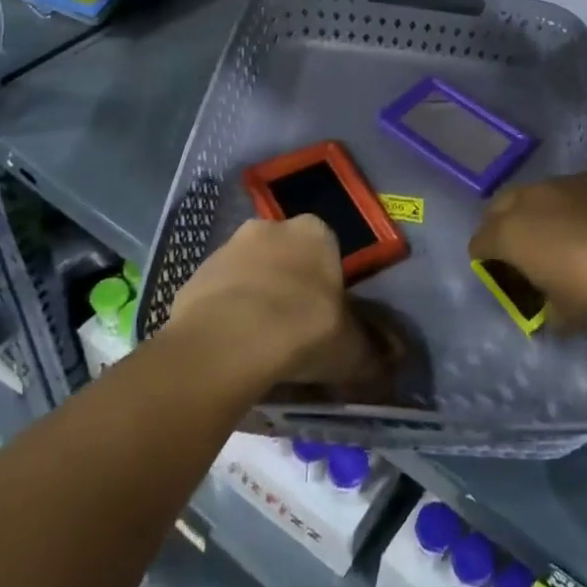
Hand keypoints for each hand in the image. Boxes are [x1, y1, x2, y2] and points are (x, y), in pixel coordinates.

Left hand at [168, 217, 392, 394]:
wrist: (229, 341)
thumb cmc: (303, 328)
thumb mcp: (350, 348)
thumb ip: (371, 350)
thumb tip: (392, 359)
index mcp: (315, 232)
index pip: (327, 249)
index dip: (326, 283)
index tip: (325, 315)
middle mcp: (271, 227)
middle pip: (285, 256)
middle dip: (288, 284)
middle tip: (292, 329)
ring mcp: (228, 248)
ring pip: (249, 272)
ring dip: (254, 298)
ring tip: (259, 345)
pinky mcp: (194, 274)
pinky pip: (218, 294)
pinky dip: (224, 314)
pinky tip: (231, 348)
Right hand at [468, 172, 586, 323]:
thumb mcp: (566, 316)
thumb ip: (547, 312)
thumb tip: (548, 313)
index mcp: (510, 233)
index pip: (479, 242)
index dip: (484, 259)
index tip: (498, 273)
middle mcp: (530, 199)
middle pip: (501, 207)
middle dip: (504, 226)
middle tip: (523, 250)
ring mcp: (565, 182)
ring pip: (540, 193)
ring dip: (543, 212)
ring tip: (565, 235)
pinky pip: (577, 189)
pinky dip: (578, 205)